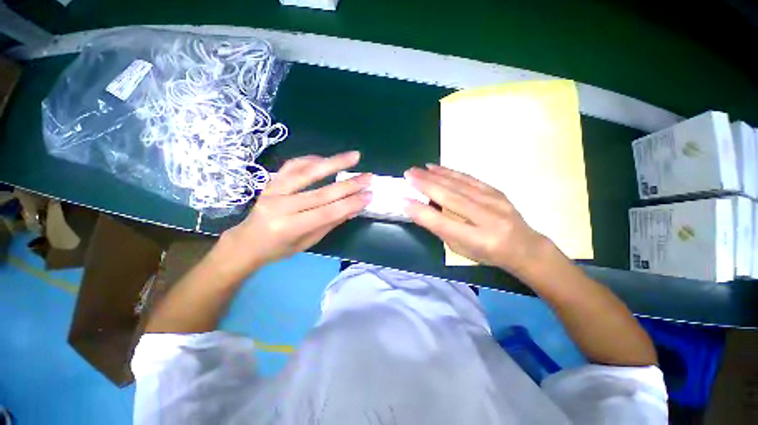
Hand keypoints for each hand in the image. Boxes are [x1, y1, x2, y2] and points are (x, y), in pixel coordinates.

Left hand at [218, 152, 371, 274]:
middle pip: (321, 192)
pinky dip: (311, 159)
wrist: (247, 242)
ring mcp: (273, 191)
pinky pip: (292, 166)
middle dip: (349, 184)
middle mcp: (280, 207)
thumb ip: (330, 223)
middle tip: (368, 177)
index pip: (327, 213)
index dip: (350, 203)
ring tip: (353, 156)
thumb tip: (353, 208)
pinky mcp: (271, 182)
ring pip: (307, 172)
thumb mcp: (308, 242)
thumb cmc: (279, 249)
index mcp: (290, 228)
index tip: (369, 195)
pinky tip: (326, 158)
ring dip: (333, 162)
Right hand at [404, 164, 552, 278]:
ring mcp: (495, 202)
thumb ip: (441, 229)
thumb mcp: (460, 249)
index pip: (443, 223)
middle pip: (450, 198)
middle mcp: (488, 219)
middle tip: (407, 175)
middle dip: (425, 185)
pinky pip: (468, 178)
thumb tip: (418, 209)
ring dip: (435, 175)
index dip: (421, 211)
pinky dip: (449, 172)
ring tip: (417, 170)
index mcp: (478, 241)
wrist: (524, 247)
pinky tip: (436, 168)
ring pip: (458, 184)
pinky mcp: (496, 191)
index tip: (403, 200)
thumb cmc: (487, 254)